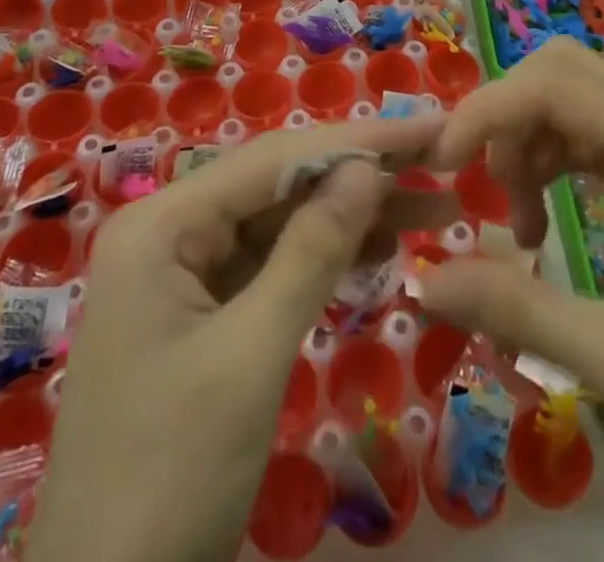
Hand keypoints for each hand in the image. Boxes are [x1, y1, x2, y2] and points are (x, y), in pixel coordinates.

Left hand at [39, 114, 454, 561]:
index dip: (358, 141)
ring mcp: (182, 274)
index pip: (275, 159)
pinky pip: (270, 267)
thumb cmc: (172, 477)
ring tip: (433, 209)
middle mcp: (168, 231)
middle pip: (279, 185)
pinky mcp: (201, 315)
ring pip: (280, 224)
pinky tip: (380, 251)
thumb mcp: (252, 356)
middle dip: (360, 176)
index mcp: (161, 223)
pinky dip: (324, 260)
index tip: (431, 126)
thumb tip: (366, 167)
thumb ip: (311, 251)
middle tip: (442, 163)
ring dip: (352, 218)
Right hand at [418, 39, 603, 561]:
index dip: (486, 109)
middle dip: (507, 114)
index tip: (442, 164)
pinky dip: (554, 164)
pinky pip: (596, 141)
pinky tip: (546, 225)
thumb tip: (423, 274)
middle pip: (564, 72)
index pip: (553, 85)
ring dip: (529, 142)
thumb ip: (518, 312)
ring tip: (520, 225)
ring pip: (577, 102)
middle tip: (479, 182)